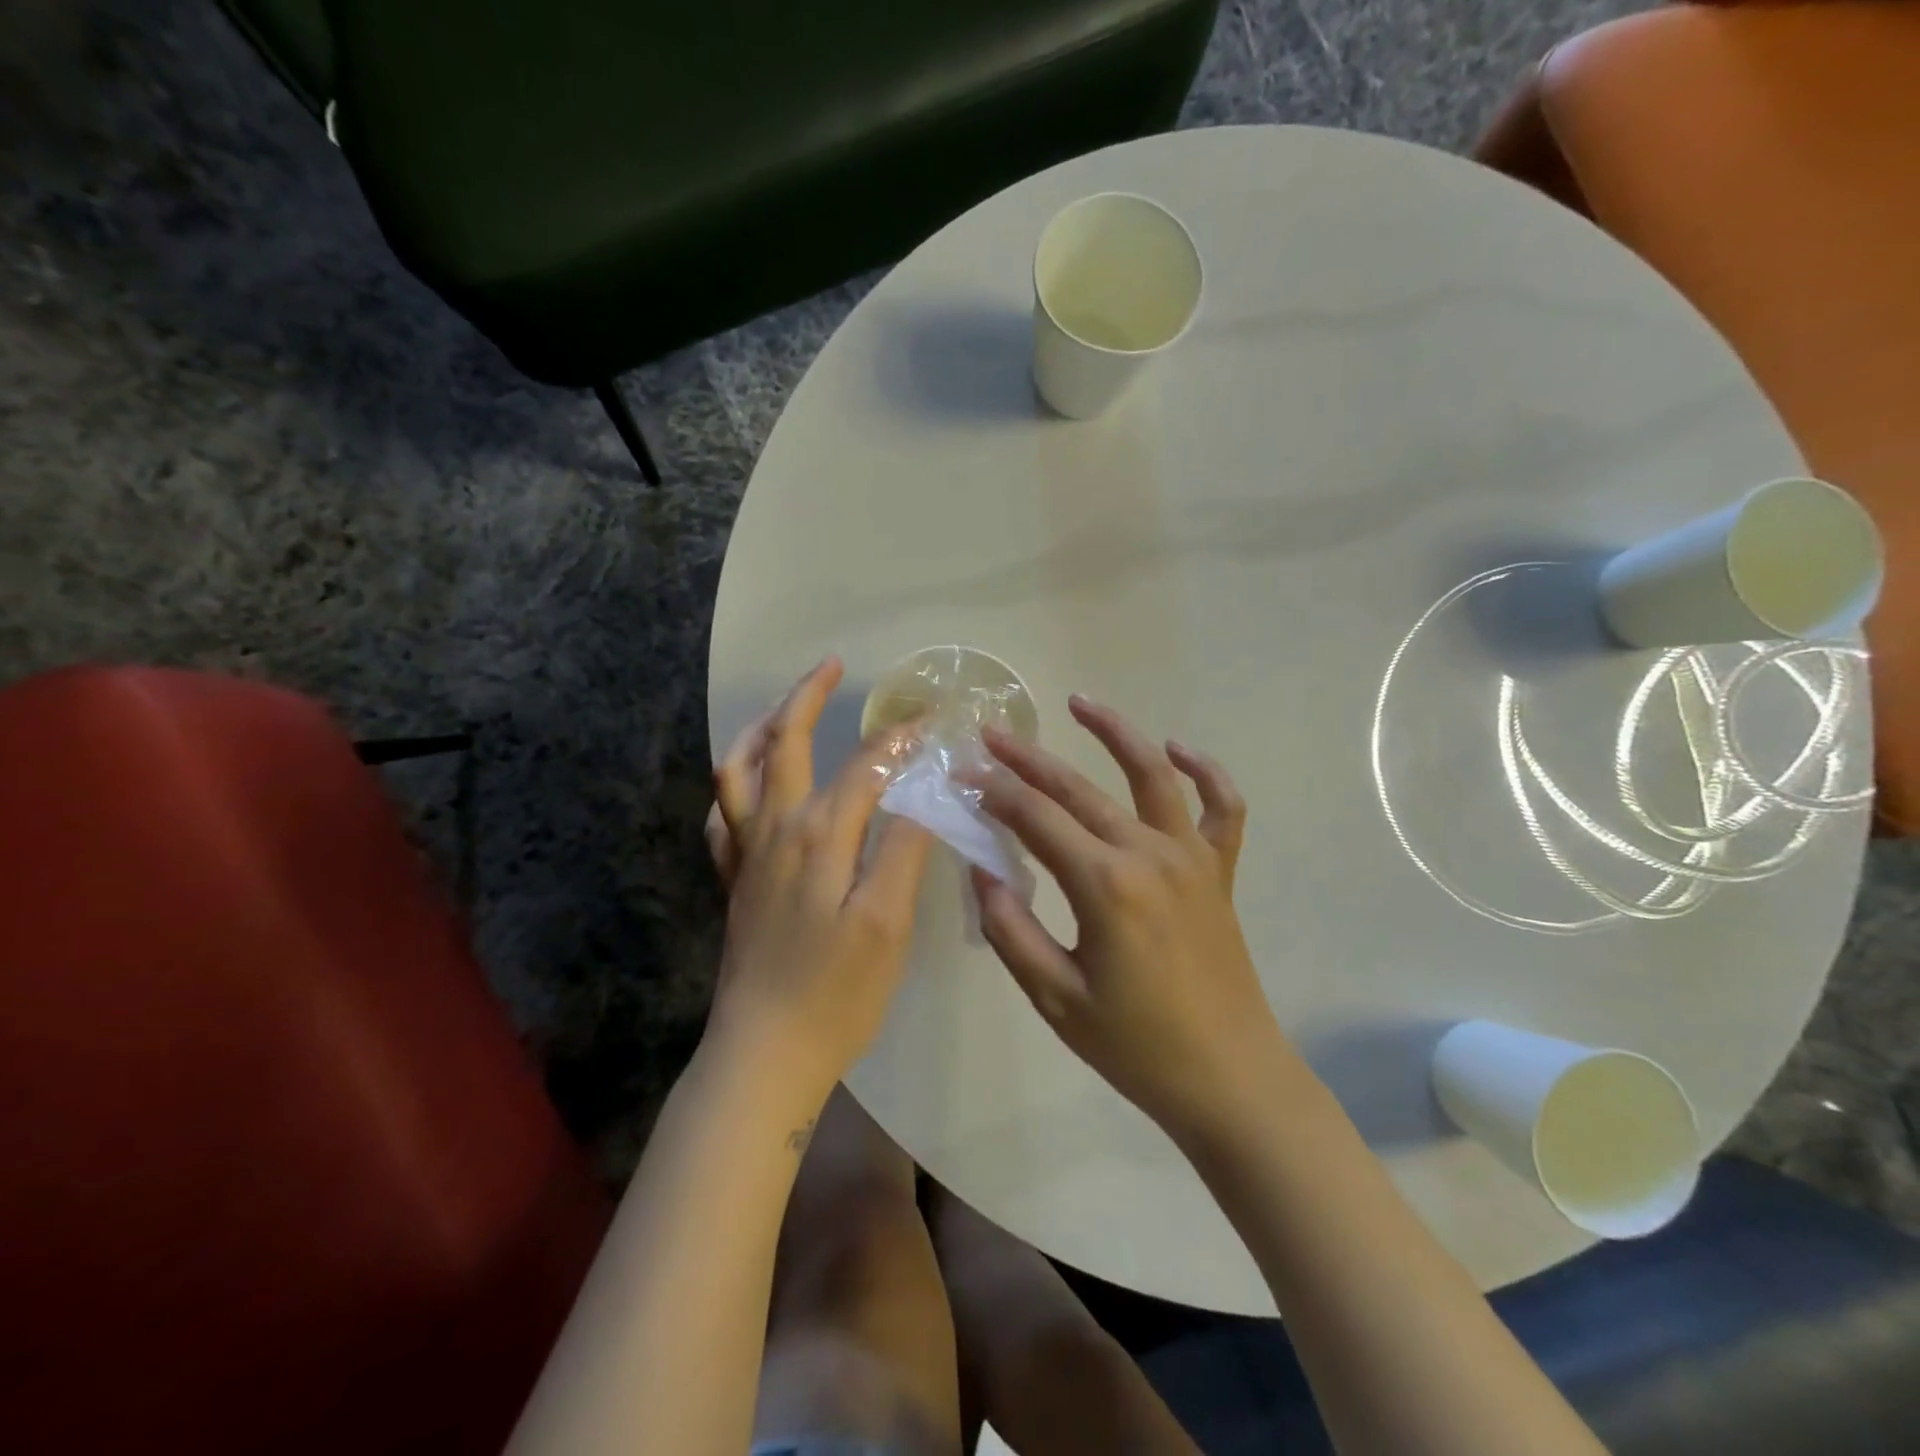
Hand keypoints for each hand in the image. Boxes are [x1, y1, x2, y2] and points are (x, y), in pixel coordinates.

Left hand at [705, 658, 932, 1106]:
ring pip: (738, 772)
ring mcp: (746, 856)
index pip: (863, 767)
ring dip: (759, 731)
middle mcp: (774, 831)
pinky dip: (734, 787)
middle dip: (806, 698)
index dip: (898, 740)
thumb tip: (920, 798)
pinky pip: (722, 817)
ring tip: (782, 711)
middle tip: (830, 666)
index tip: (929, 721)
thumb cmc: (836, 994)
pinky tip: (749, 786)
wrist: (764, 1053)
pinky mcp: (734, 882)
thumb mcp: (887, 925)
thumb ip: (903, 853)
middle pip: (785, 745)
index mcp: (818, 836)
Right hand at [971, 696, 1283, 1141]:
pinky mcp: (1219, 872)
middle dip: (1030, 759)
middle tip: (992, 734)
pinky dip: (1205, 772)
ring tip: (1080, 702)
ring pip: (1153, 775)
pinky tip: (1177, 749)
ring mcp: (1192, 857)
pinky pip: (1222, 808)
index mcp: (1105, 885)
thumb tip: (983, 872)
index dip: (994, 792)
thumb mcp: (1055, 998)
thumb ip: (1011, 930)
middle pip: (1079, 790)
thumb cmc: (1136, 1046)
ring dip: (1116, 733)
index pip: (1036, 819)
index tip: (963, 773)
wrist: (1230, 1078)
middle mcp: (1150, 854)